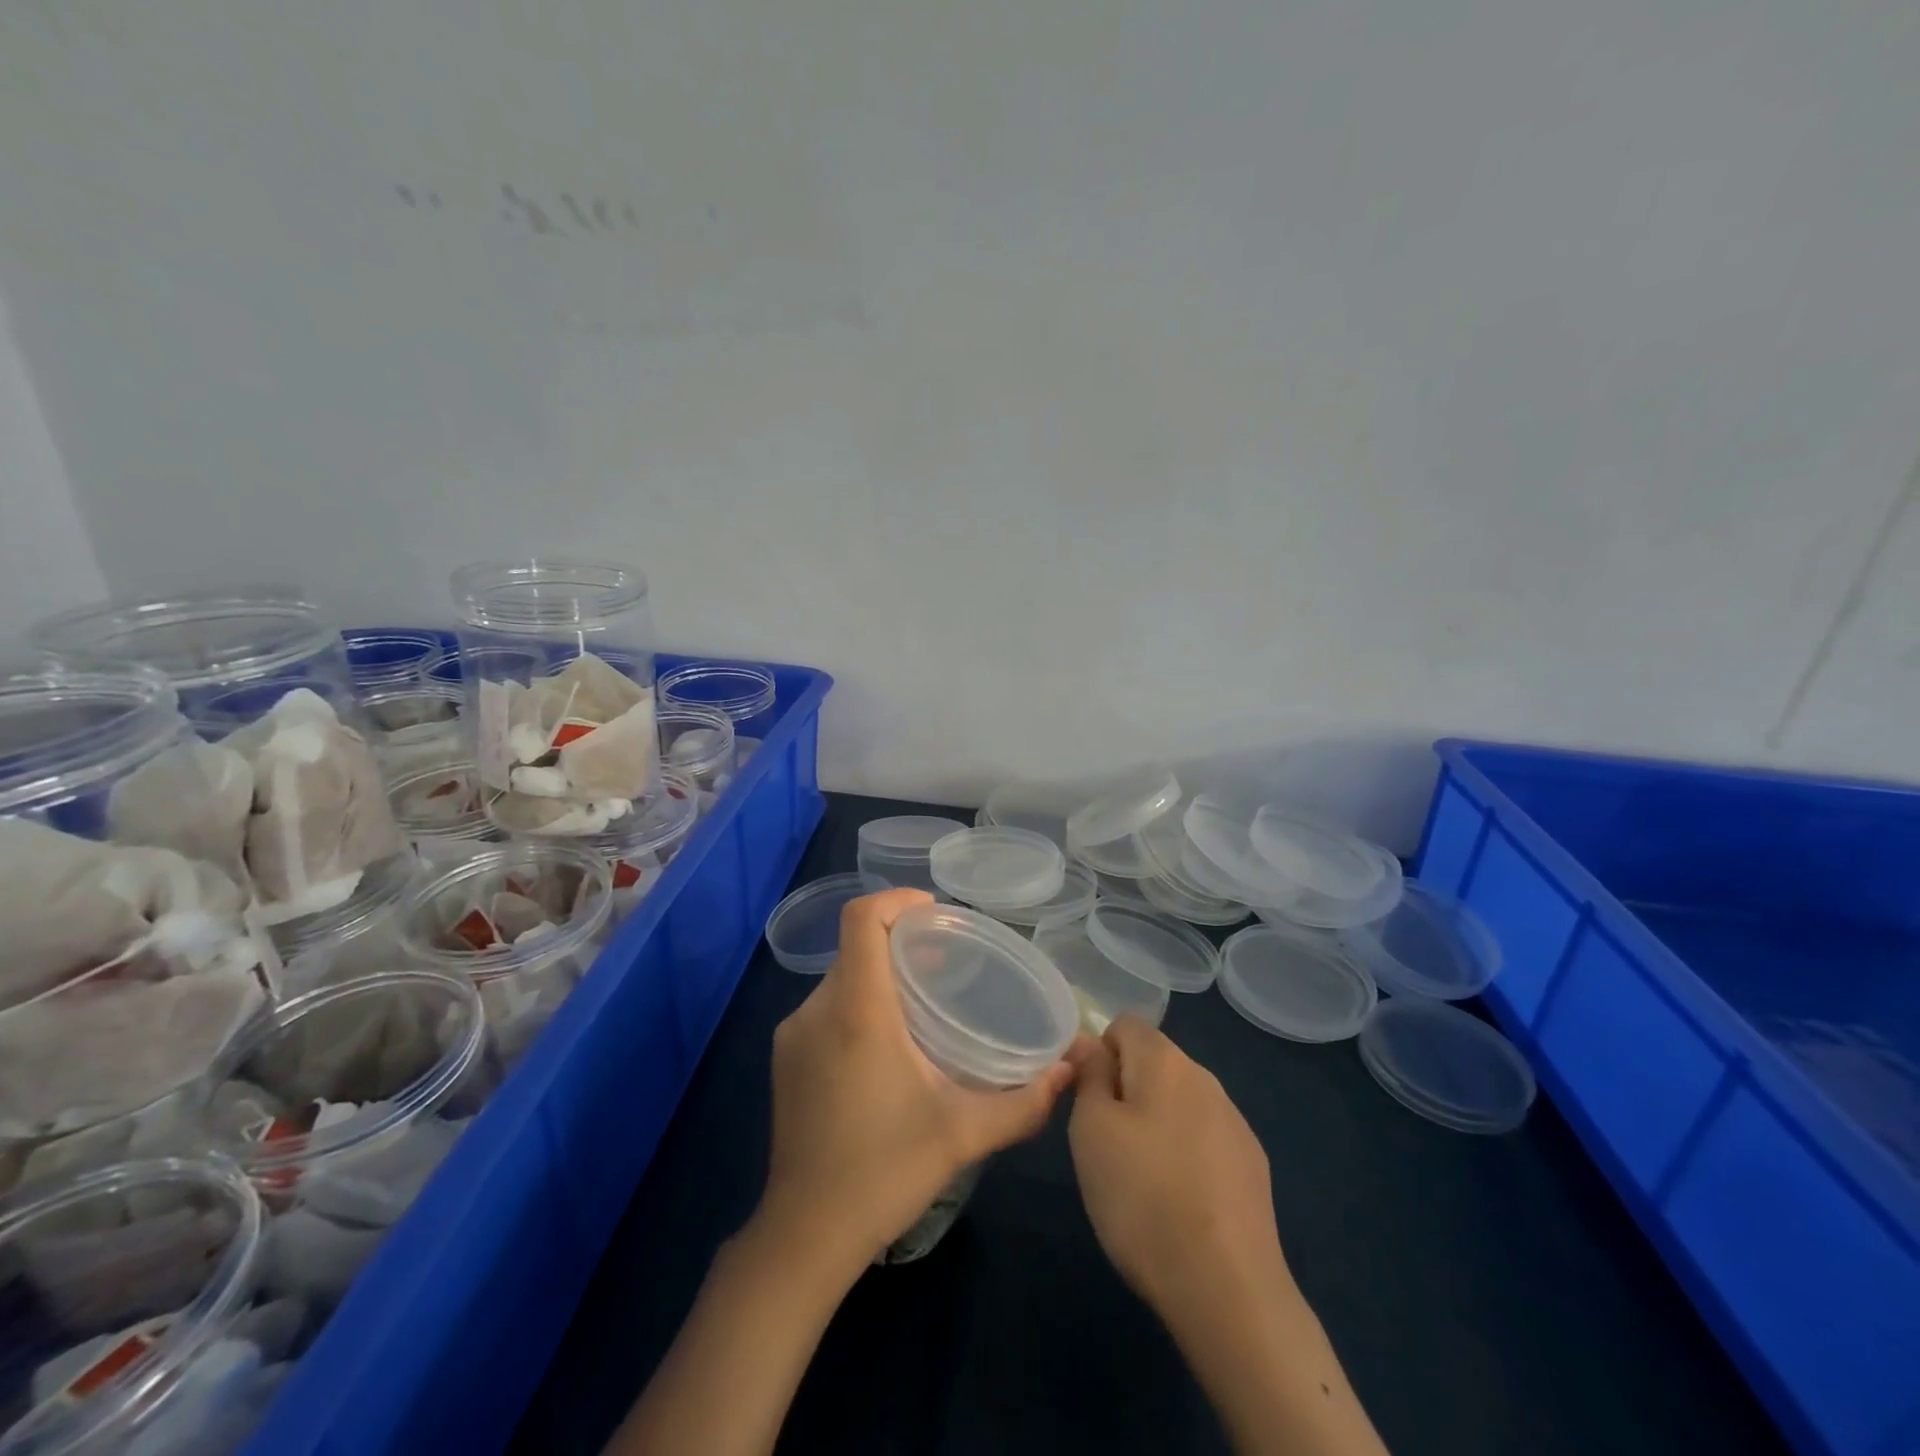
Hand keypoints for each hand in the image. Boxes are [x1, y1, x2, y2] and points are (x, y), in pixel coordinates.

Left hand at [756, 888, 1076, 1270]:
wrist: (803, 1236)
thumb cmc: (884, 1173)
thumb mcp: (962, 1134)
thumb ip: (1022, 1102)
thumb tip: (1069, 1071)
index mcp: (856, 1010)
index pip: (862, 919)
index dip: (897, 900)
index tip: (935, 913)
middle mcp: (817, 1009)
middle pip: (856, 946)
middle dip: (899, 940)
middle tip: (945, 959)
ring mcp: (793, 1035)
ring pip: (840, 977)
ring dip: (879, 974)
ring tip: (923, 1001)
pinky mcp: (784, 1059)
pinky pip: (825, 1007)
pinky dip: (857, 1001)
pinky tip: (887, 1043)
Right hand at [1068, 1015, 1292, 1327]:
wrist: (1227, 1289)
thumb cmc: (1142, 1198)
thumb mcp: (1090, 1131)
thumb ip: (1089, 1076)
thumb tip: (1091, 1044)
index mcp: (1165, 1060)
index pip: (1124, 1024)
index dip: (1098, 1054)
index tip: (1088, 1100)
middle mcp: (1205, 1077)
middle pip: (1153, 1062)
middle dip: (1126, 1089)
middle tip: (1107, 1144)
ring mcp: (1234, 1121)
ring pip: (1179, 1101)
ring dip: (1155, 1122)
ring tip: (1141, 1179)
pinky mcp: (1252, 1163)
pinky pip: (1204, 1136)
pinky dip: (1185, 1153)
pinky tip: (1180, 1201)